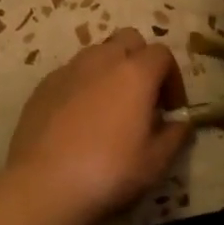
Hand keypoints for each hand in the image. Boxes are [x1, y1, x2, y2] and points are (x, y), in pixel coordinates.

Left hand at [5, 29, 190, 223]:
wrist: (44, 184)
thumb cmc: (109, 171)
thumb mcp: (156, 162)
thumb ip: (175, 135)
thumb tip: (180, 123)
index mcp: (135, 73)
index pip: (162, 54)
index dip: (172, 78)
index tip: (171, 108)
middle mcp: (101, 60)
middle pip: (128, 40)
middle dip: (140, 61)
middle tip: (142, 97)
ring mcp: (68, 70)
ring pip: (97, 53)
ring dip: (110, 70)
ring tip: (110, 106)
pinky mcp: (43, 86)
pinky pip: (71, 74)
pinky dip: (82, 86)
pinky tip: (79, 119)